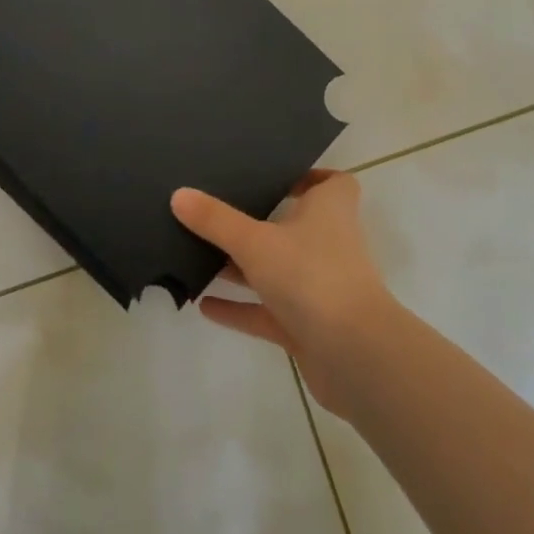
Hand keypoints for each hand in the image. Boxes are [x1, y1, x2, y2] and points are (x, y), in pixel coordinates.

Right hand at [171, 170, 398, 414]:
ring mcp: (319, 287)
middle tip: (218, 210)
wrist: (354, 356)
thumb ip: (216, 221)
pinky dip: (239, 308)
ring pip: (277, 269)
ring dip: (243, 267)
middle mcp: (328, 243)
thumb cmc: (312, 276)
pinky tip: (204, 305)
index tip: (275, 176)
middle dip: (260, 220)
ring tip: (198, 256)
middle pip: (295, 225)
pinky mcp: (308, 326)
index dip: (310, 177)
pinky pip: (267, 311)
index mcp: (329, 210)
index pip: (332, 183)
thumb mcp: (255, 241)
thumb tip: (178, 194)